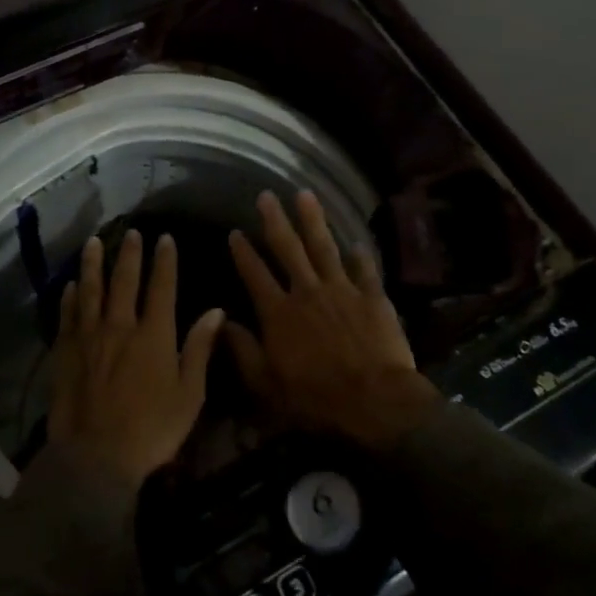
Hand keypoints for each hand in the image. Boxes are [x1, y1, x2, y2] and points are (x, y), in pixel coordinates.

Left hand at [48, 230, 226, 488]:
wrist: (97, 455)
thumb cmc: (152, 428)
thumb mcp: (190, 393)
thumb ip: (199, 348)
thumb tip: (216, 311)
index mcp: (154, 334)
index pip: (162, 287)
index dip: (164, 260)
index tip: (165, 237)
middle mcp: (120, 326)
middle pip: (124, 280)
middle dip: (130, 253)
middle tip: (132, 232)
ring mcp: (89, 337)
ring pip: (91, 290)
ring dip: (93, 264)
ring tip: (93, 243)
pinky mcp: (66, 352)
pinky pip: (67, 316)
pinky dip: (69, 298)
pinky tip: (70, 286)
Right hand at [226, 191, 442, 450]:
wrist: (374, 401)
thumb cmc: (315, 397)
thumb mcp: (266, 383)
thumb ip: (242, 350)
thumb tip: (220, 322)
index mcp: (278, 313)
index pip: (255, 274)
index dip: (243, 252)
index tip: (235, 232)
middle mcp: (307, 292)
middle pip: (288, 249)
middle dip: (275, 221)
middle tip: (266, 196)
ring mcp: (342, 290)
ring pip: (324, 247)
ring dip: (313, 220)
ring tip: (305, 195)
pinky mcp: (372, 297)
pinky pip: (364, 270)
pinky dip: (360, 256)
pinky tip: (356, 243)